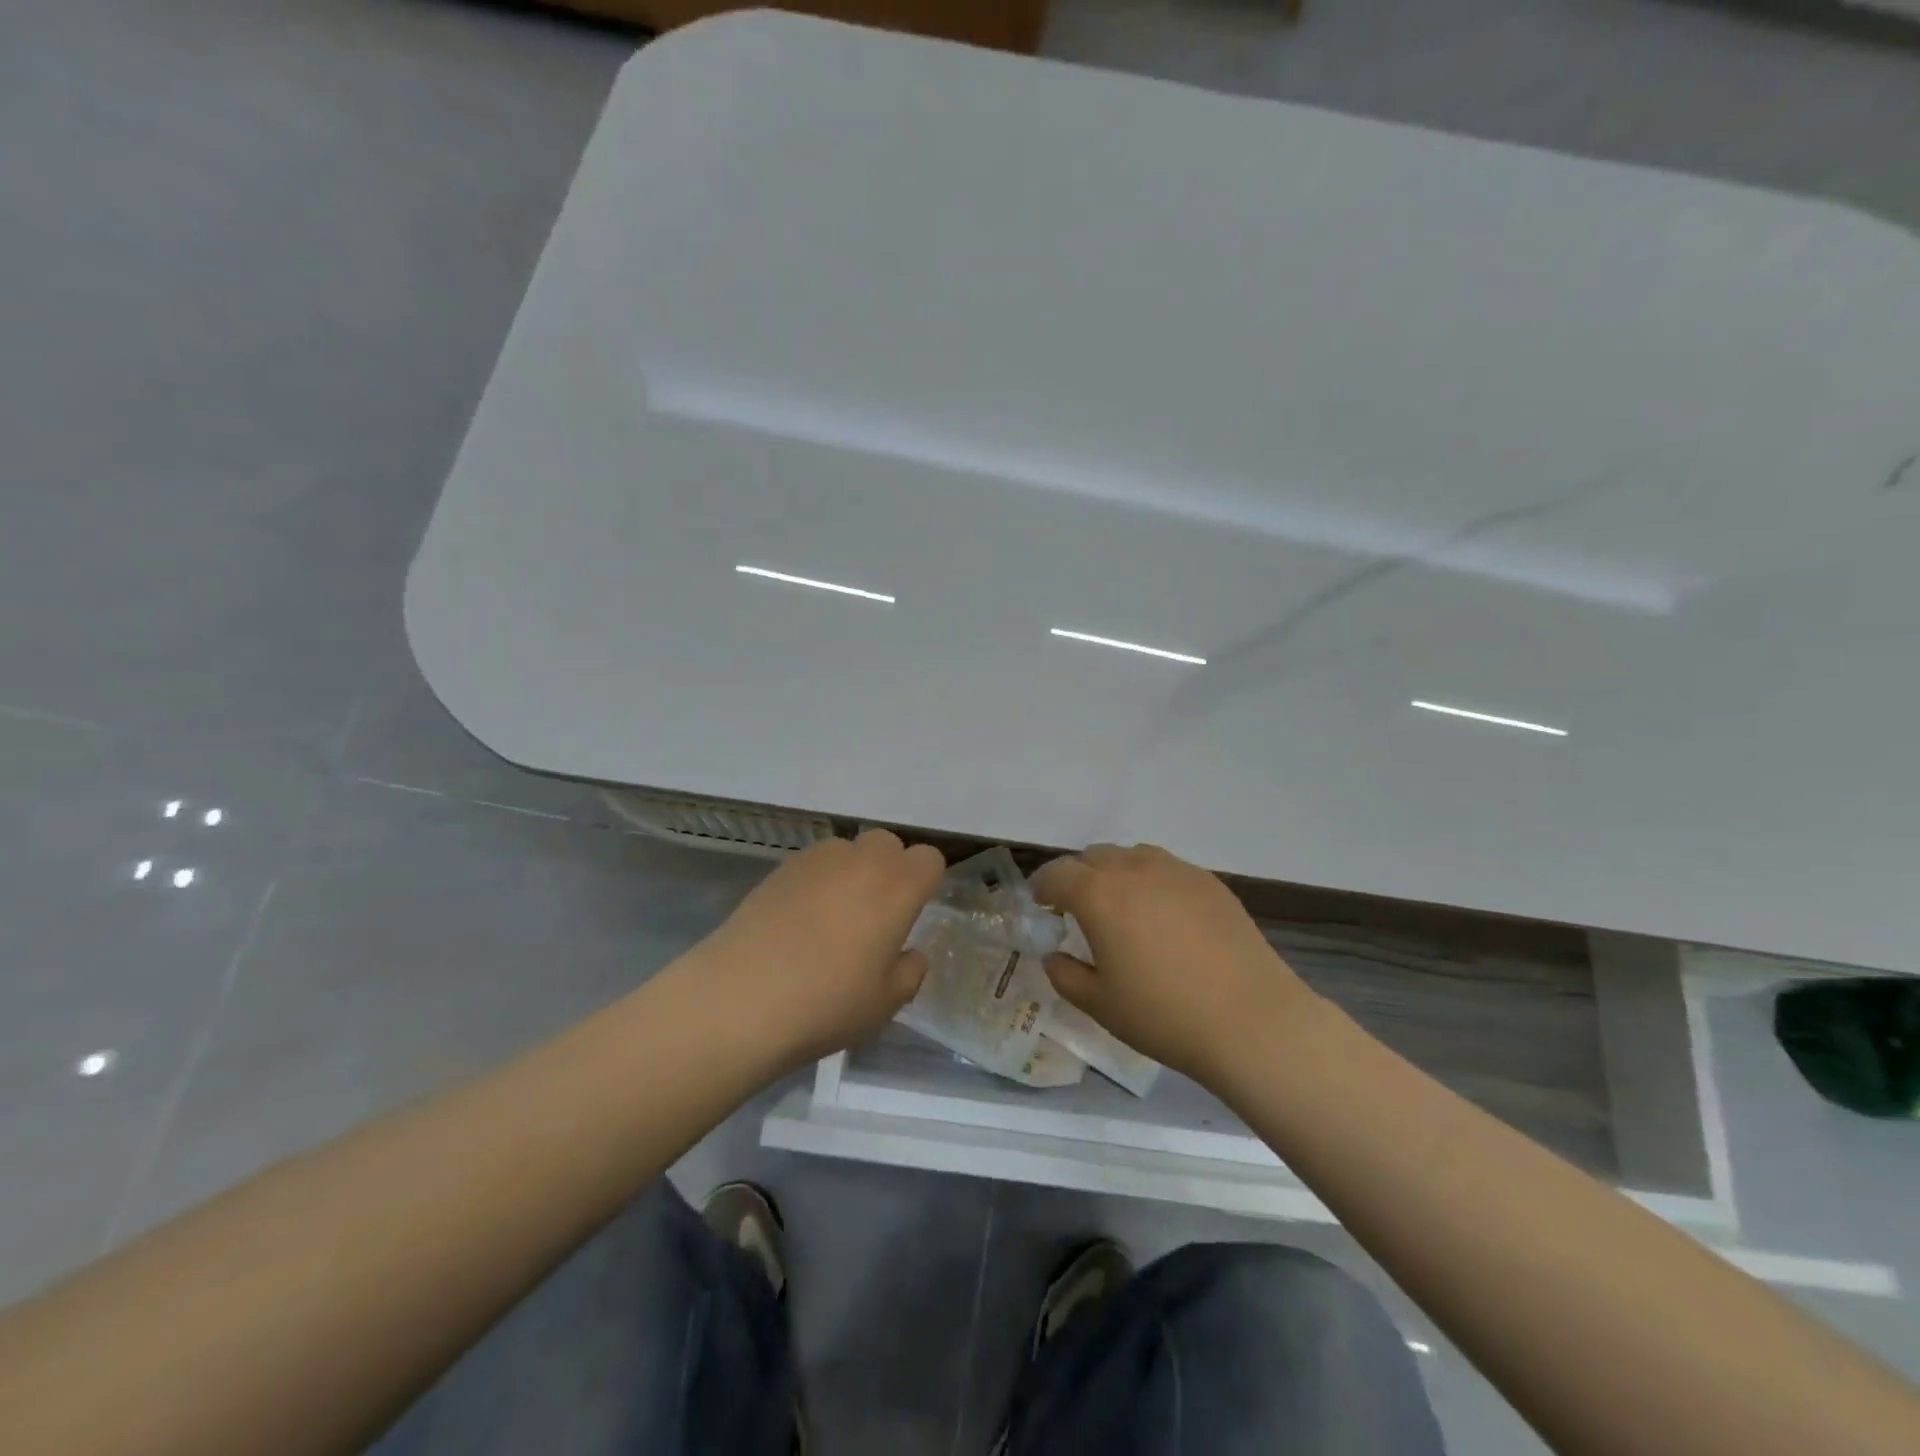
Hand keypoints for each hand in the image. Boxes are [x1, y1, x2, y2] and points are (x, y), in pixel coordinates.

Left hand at [693, 829, 945, 1068]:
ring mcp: (817, 860)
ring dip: (852, 871)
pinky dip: (818, 880)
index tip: (913, 912)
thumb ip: (909, 972)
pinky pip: (814, 863)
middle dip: (890, 868)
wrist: (740, 998)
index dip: (926, 880)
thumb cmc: (826, 1003)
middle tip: (876, 914)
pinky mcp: (780, 868)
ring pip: (848, 849)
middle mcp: (861, 861)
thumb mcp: (884, 1004)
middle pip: (888, 843)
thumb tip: (909, 954)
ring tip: (833, 916)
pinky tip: (799, 919)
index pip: (929, 859)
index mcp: (897, 888)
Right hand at [1031, 844, 1313, 1083]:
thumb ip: (1065, 975)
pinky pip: (1166, 869)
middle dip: (1078, 877)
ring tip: (1122, 908)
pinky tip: (1164, 917)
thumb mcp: (1100, 1005)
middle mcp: (1134, 869)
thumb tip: (1054, 956)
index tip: (1042, 905)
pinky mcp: (1209, 882)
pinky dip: (1151, 881)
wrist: (1251, 1020)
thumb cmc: (1164, 1015)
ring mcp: (1176, 870)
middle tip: (1079, 910)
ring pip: (1131, 856)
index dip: (1043, 887)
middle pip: (1093, 857)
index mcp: (1098, 894)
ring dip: (1115, 873)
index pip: (1057, 874)